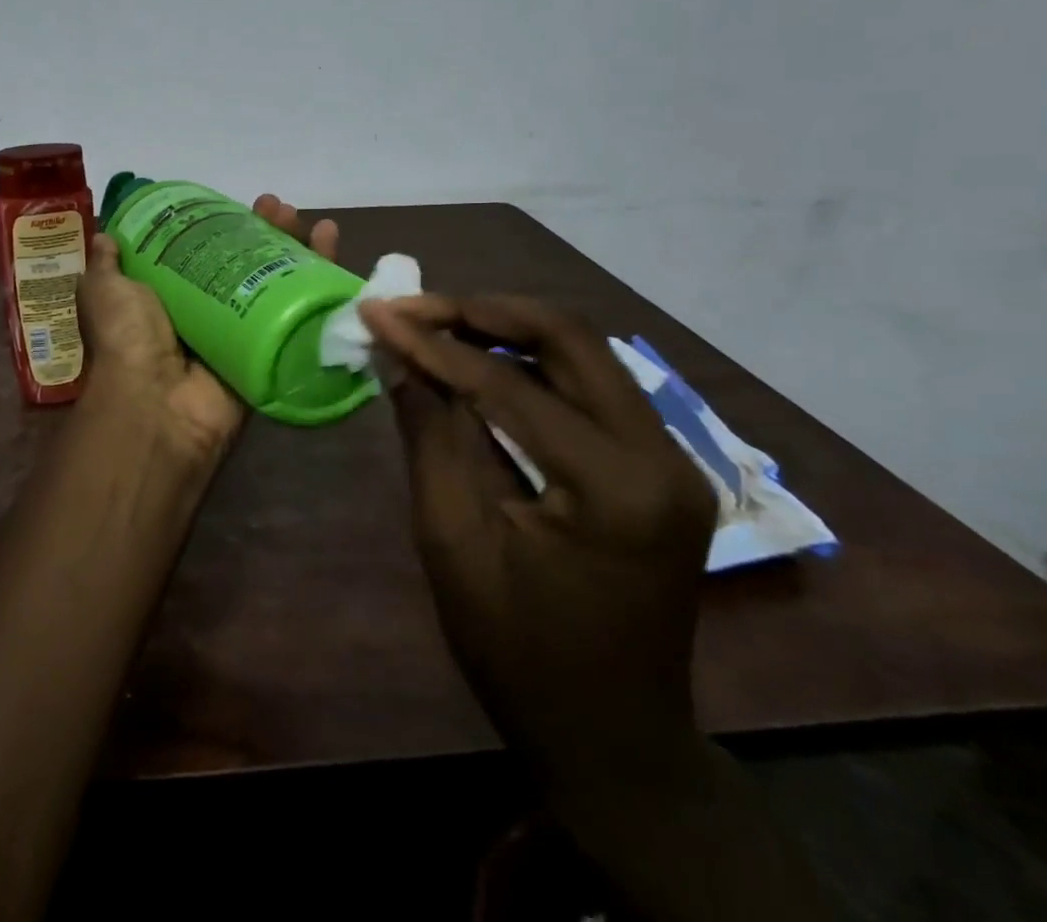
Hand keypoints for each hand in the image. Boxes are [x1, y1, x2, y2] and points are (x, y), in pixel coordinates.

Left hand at [77, 195, 338, 463]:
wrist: (156, 404)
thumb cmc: (127, 339)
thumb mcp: (105, 292)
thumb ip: (107, 265)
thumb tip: (106, 236)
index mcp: (171, 298)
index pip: (204, 252)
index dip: (224, 226)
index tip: (238, 204)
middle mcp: (208, 314)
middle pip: (248, 264)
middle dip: (268, 233)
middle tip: (281, 209)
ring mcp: (242, 334)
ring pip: (278, 285)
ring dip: (299, 251)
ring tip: (313, 223)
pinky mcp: (270, 353)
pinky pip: (301, 317)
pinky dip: (322, 286)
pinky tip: (334, 252)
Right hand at [360, 294, 717, 805]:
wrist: (612, 738)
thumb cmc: (519, 652)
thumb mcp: (454, 543)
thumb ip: (429, 436)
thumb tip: (399, 357)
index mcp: (614, 485)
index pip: (509, 383)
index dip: (433, 342)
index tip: (376, 311)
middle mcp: (661, 454)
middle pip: (568, 337)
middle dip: (480, 311)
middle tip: (412, 308)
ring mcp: (669, 457)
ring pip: (581, 351)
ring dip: (504, 329)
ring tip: (434, 326)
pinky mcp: (656, 464)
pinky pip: (587, 385)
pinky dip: (528, 363)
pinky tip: (477, 363)